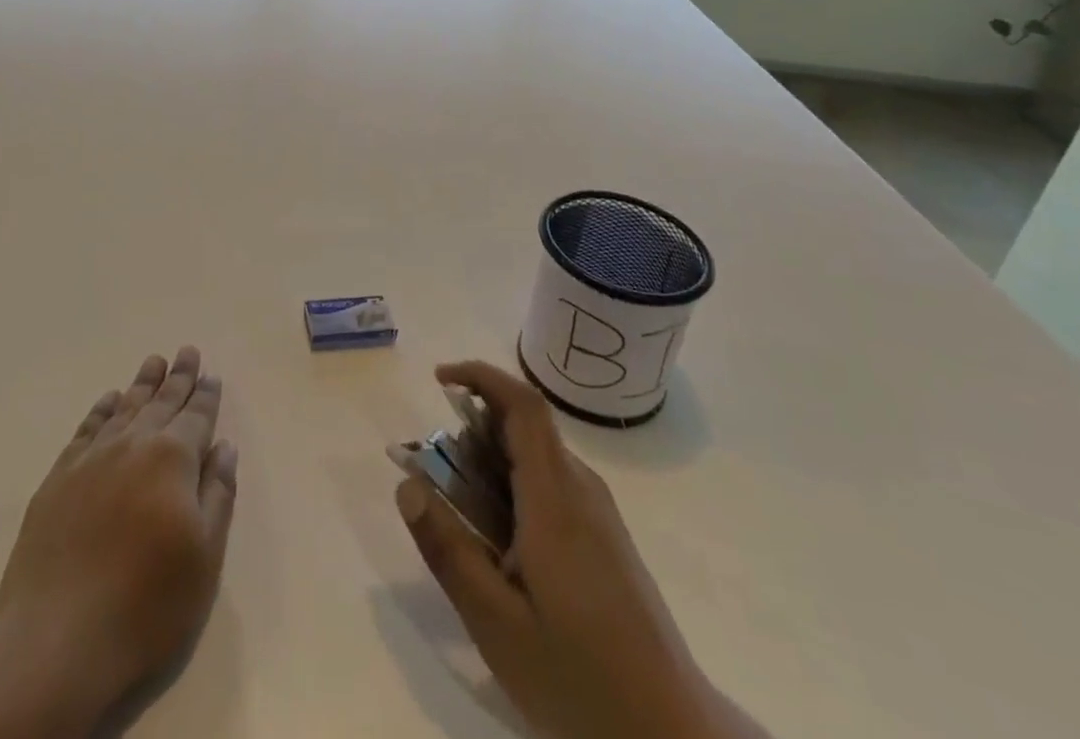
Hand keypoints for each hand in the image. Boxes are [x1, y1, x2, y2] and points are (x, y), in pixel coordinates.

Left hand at [0, 347, 238, 738]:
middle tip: (186, 351)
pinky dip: (101, 410)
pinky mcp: (58, 479)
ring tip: (154, 362)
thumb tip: (224, 446)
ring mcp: (91, 459)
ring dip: (142, 384)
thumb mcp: (204, 557)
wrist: (57, 641)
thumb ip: (217, 494)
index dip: (205, 395)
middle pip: (161, 402)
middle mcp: (133, 445)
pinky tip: (108, 401)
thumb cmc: (146, 604)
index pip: (195, 416)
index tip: (210, 374)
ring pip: (124, 408)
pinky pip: (86, 430)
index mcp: (173, 459)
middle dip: (177, 377)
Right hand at [396, 361, 767, 738]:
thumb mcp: (496, 622)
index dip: (481, 376)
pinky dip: (513, 488)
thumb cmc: (578, 678)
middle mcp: (581, 490)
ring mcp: (599, 514)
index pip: (522, 405)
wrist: (672, 737)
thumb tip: (407, 485)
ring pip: (537, 458)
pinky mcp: (606, 538)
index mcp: (556, 499)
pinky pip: (551, 485)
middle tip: (436, 476)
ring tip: (463, 515)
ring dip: (492, 463)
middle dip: (473, 430)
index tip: (439, 379)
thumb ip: (449, 548)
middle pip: (525, 428)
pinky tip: (501, 545)